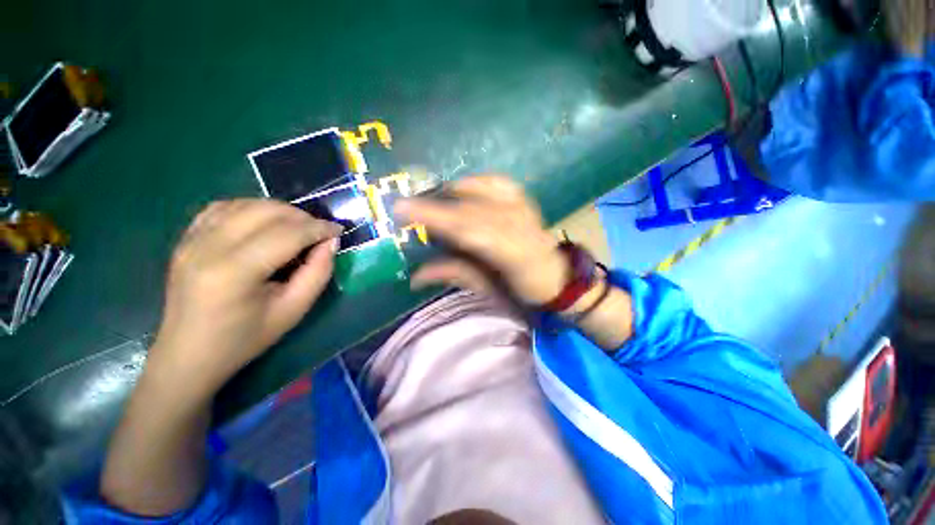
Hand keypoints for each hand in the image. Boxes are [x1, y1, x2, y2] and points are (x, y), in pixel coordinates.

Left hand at [151, 199, 341, 396]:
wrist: (188, 355)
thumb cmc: (245, 339)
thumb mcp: (294, 310)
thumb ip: (318, 273)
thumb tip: (330, 243)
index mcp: (234, 272)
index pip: (287, 234)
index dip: (318, 228)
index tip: (338, 231)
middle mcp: (208, 247)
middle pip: (265, 211)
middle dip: (302, 217)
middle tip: (320, 232)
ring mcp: (192, 240)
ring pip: (246, 204)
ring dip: (279, 210)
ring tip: (297, 228)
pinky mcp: (185, 239)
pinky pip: (223, 208)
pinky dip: (251, 209)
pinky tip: (265, 224)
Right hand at [394, 175, 566, 304]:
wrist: (556, 278)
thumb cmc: (523, 292)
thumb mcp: (488, 291)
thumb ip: (455, 276)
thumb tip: (416, 276)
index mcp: (515, 255)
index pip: (470, 230)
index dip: (437, 218)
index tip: (403, 209)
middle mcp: (521, 225)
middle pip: (473, 208)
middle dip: (438, 205)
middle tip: (409, 208)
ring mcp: (526, 208)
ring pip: (483, 190)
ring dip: (453, 192)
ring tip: (432, 201)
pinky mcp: (525, 200)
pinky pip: (497, 182)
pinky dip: (476, 182)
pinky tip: (461, 188)